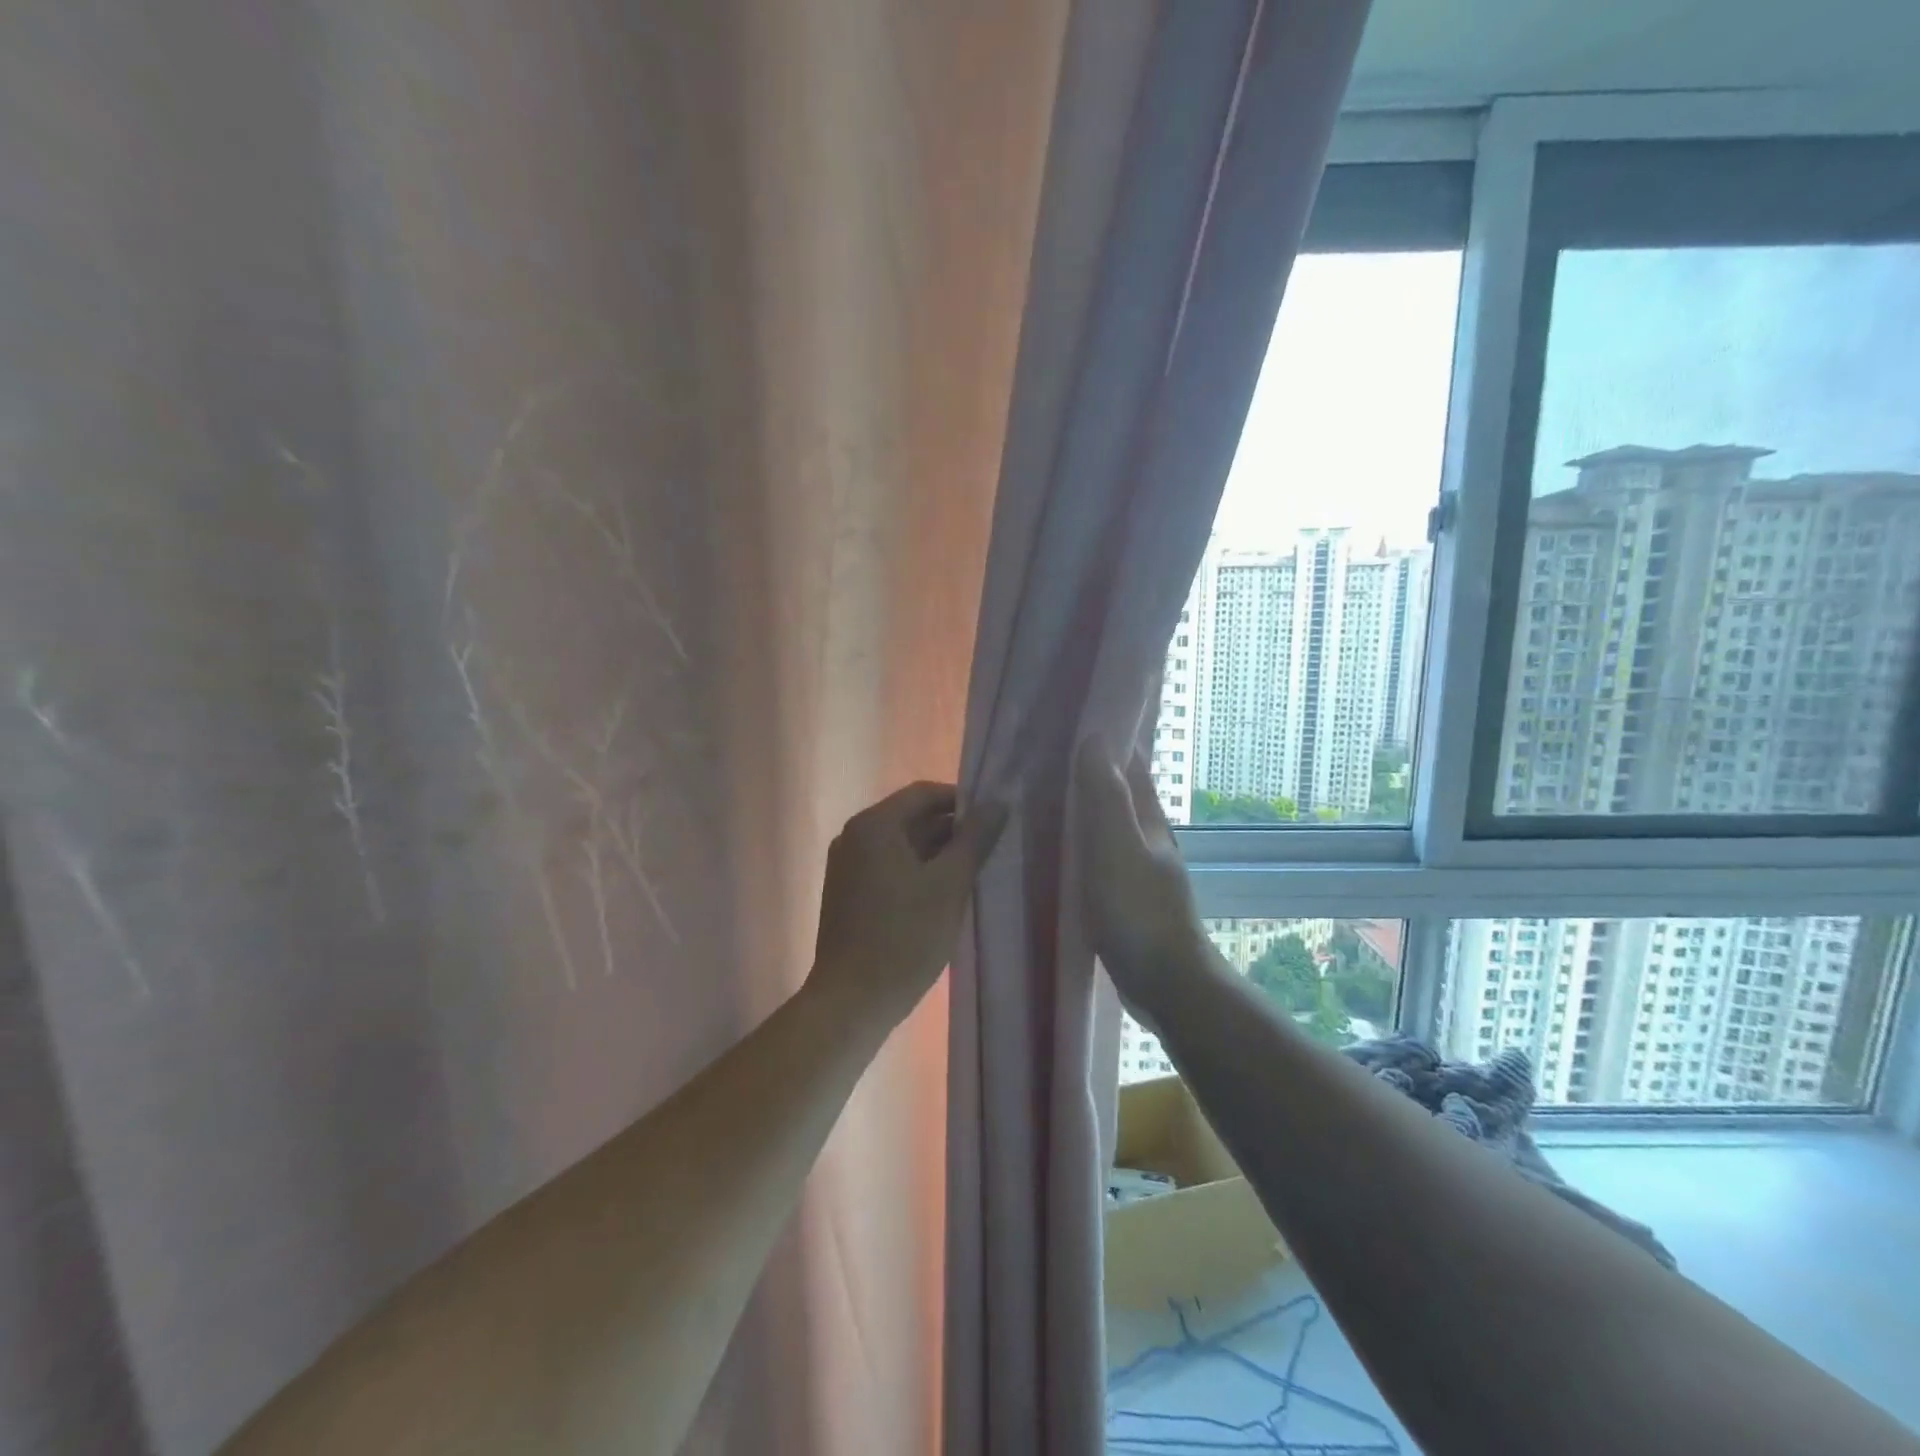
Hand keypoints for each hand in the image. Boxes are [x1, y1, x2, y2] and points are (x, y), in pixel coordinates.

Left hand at [809, 781, 1008, 1031]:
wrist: (851, 1002)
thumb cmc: (904, 937)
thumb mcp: (949, 885)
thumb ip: (975, 839)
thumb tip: (998, 803)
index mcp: (874, 825)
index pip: (924, 794)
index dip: (961, 801)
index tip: (994, 820)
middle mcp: (853, 836)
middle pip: (910, 818)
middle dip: (951, 830)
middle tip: (990, 848)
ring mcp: (846, 866)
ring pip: (901, 846)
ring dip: (936, 853)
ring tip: (974, 872)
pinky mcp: (847, 894)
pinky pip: (888, 867)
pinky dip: (917, 872)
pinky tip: (943, 895)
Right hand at [1074, 739, 1207, 1012]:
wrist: (1167, 983)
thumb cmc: (1137, 911)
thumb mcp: (1115, 847)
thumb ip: (1105, 796)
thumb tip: (1096, 737)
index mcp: (1147, 819)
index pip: (1130, 764)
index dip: (1108, 739)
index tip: (1073, 720)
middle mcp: (1148, 837)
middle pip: (1121, 792)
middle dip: (1093, 770)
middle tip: (1047, 755)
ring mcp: (1142, 869)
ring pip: (1111, 825)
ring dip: (1087, 807)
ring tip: (1047, 796)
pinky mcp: (1130, 897)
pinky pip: (1103, 856)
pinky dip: (1084, 843)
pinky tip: (1062, 851)